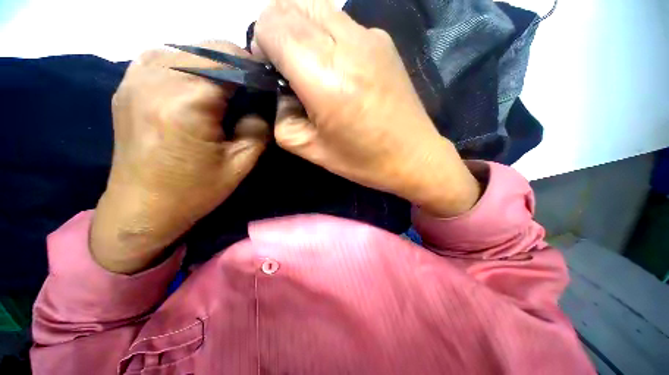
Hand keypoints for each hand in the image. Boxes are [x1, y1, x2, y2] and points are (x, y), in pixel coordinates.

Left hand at [91, 41, 268, 273]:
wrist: (141, 207)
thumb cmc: (194, 191)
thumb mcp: (240, 164)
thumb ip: (258, 129)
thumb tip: (263, 106)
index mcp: (187, 102)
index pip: (229, 60)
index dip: (254, 69)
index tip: (266, 86)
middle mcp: (156, 79)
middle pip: (208, 47)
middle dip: (236, 64)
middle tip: (249, 91)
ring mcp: (136, 78)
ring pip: (187, 47)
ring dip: (213, 63)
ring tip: (225, 90)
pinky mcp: (127, 85)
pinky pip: (163, 56)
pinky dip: (186, 63)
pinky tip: (194, 85)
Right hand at [253, 0, 480, 217]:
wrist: (412, 156)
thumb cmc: (362, 160)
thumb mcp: (310, 149)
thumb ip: (281, 116)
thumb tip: (281, 90)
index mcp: (324, 76)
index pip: (271, 24)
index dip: (262, 45)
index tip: (272, 73)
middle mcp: (347, 44)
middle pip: (290, 6)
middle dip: (277, 33)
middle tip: (289, 71)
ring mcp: (370, 36)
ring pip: (315, 7)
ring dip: (301, 31)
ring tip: (313, 69)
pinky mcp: (384, 40)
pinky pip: (340, 22)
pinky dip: (326, 36)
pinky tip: (340, 70)